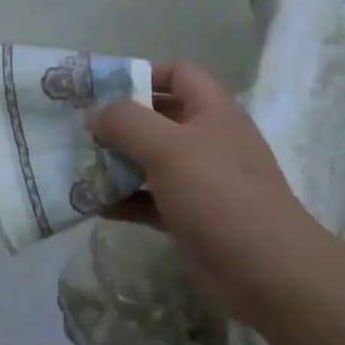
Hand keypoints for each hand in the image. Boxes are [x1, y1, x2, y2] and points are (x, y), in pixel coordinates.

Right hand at [90, 60, 326, 324]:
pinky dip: (124, 199)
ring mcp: (201, 180)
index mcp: (212, 111)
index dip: (142, 72)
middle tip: (79, 128)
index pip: (178, 73)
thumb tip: (95, 113)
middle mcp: (208, 140)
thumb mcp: (167, 148)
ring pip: (150, 160)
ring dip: (116, 162)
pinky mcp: (191, 216)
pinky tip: (94, 204)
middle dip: (119, 121)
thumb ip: (126, 122)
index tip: (101, 88)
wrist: (266, 272)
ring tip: (78, 164)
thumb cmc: (218, 195)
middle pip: (158, 117)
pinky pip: (150, 199)